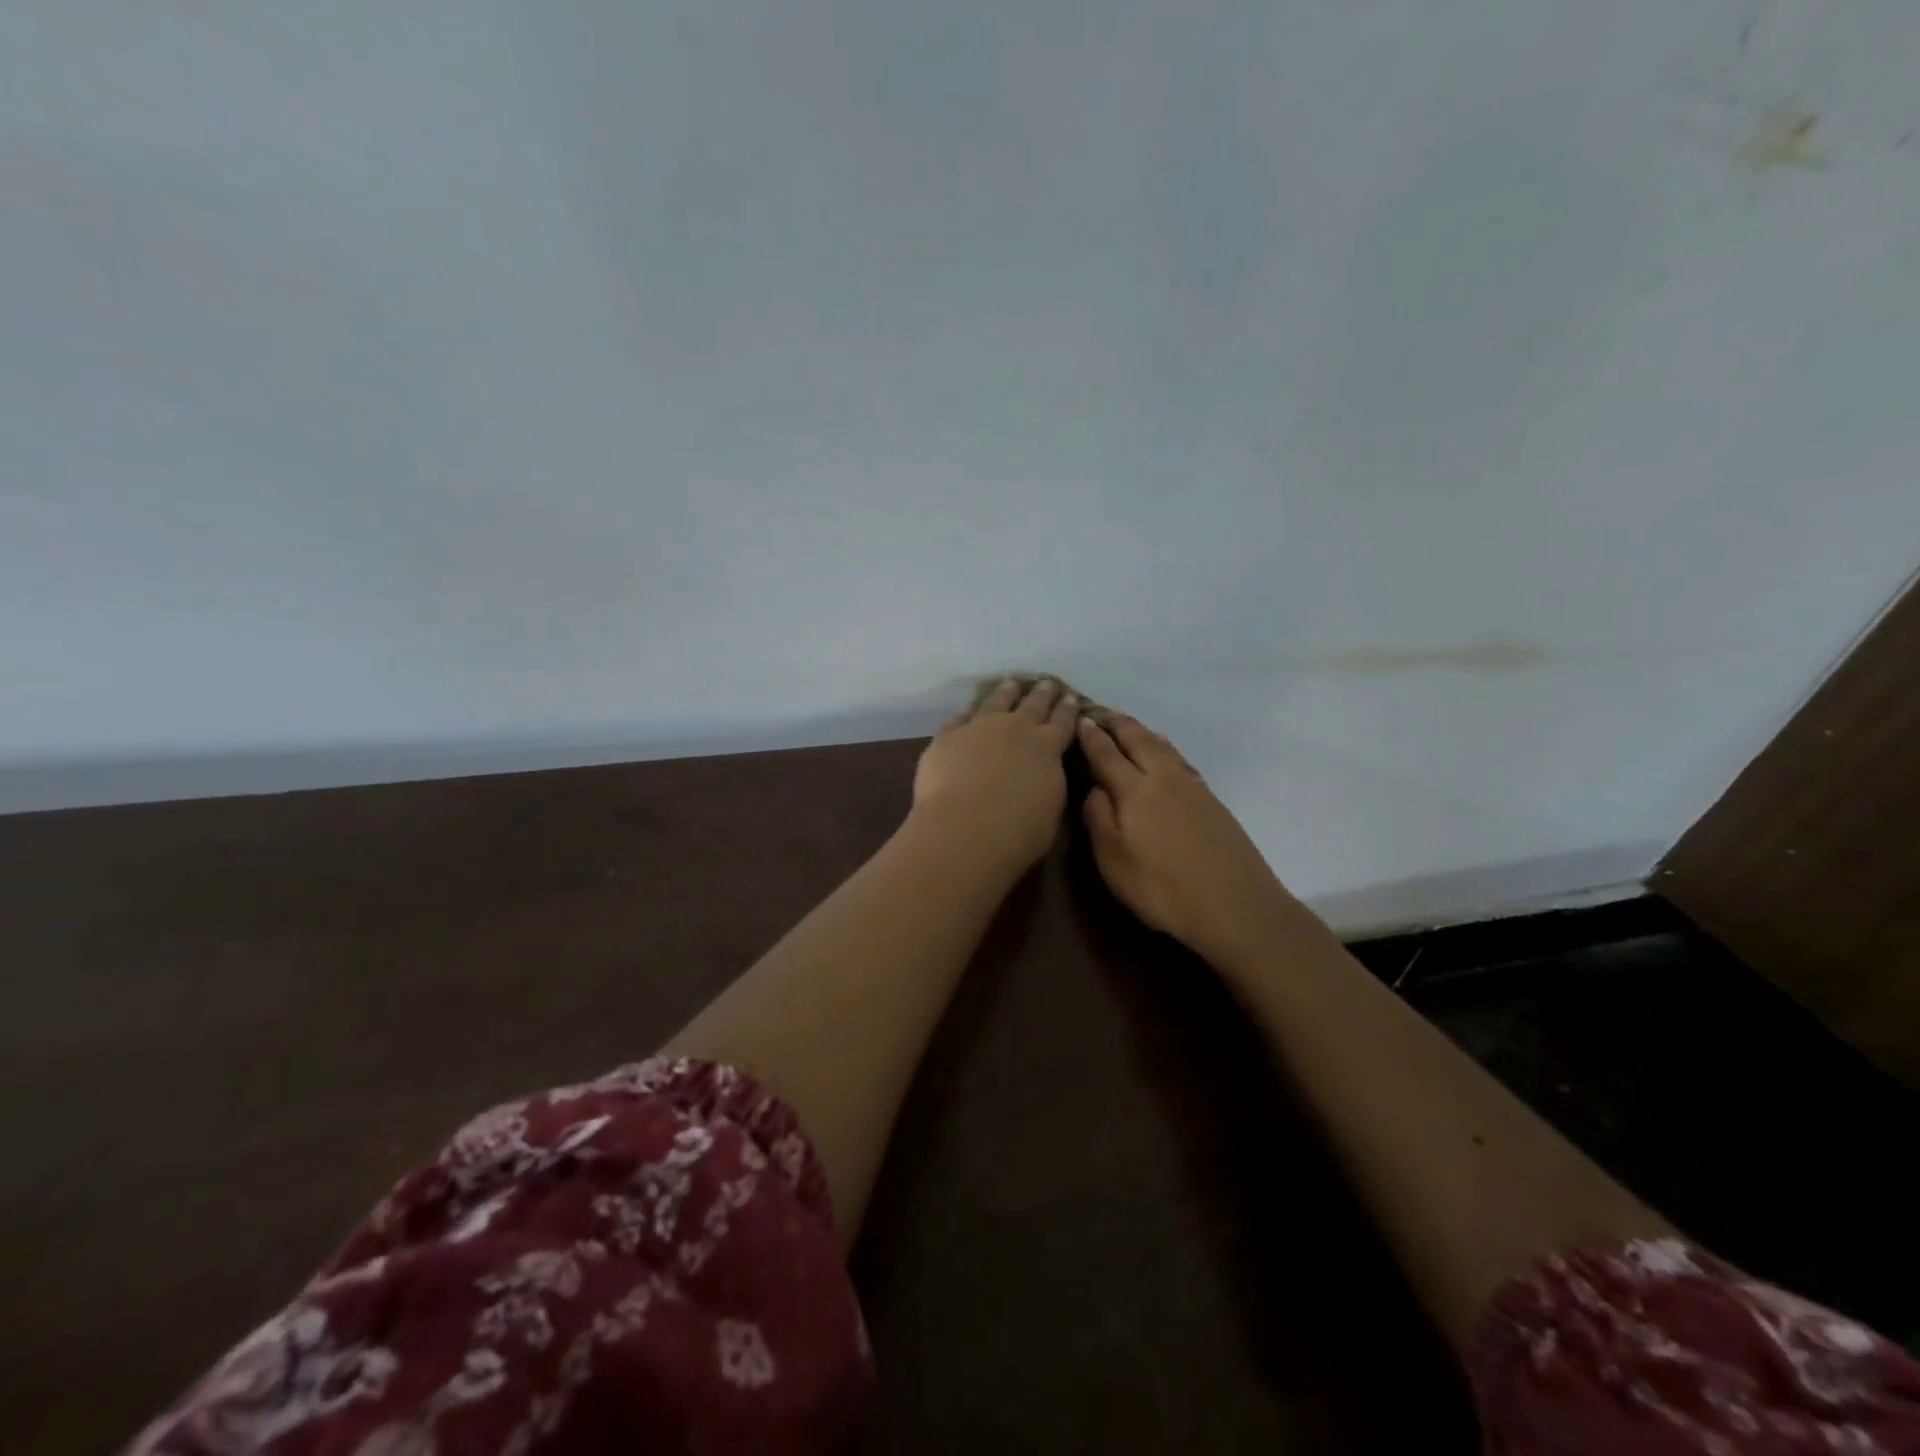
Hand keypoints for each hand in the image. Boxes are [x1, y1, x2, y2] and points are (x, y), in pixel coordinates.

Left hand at [912, 678, 1079, 870]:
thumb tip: (1045, 771)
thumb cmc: (1019, 831)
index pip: (1062, 722)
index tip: (1071, 697)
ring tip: (1011, 683)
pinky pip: (960, 718)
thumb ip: (1049, 782)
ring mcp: (979, 727)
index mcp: (1047, 747)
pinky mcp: (948, 736)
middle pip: (1033, 704)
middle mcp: (1016, 728)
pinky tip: (968, 712)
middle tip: (1047, 682)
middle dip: (1042, 693)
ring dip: (1007, 691)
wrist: (966, 828)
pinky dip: (968, 713)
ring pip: (996, 701)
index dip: (1068, 709)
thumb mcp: (1051, 808)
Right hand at [1077, 712, 1296, 965]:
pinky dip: (1163, 748)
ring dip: (1142, 732)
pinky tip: (1165, 757)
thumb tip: (1094, 788)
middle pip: (1139, 739)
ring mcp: (1193, 787)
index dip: (1091, 736)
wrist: (1236, 907)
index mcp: (1135, 790)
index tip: (1079, 719)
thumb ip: (1098, 818)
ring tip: (1129, 727)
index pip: (1106, 753)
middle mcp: (1164, 778)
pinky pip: (1179, 759)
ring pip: (1163, 746)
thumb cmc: (1163, 889)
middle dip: (1118, 724)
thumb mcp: (1113, 861)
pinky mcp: (1213, 800)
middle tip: (1100, 713)